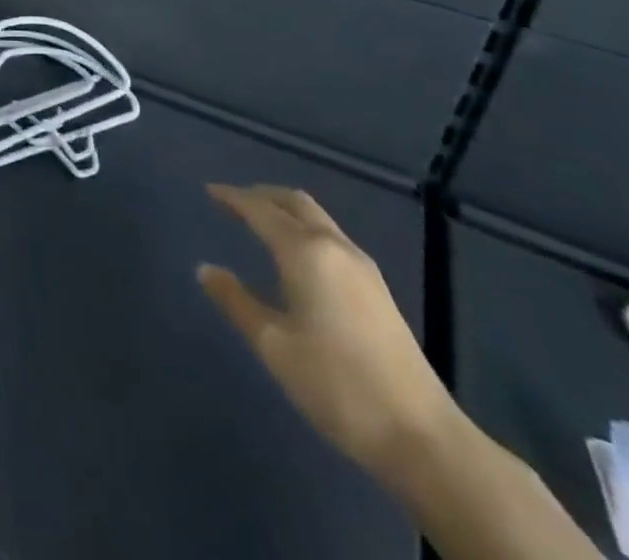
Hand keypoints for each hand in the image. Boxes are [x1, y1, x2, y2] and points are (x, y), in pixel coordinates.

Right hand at [198, 184, 459, 480]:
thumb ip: (236, 301)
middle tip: (233, 201)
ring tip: (259, 223)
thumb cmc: (337, 386)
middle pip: (294, 202)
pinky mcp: (378, 290)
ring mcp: (363, 268)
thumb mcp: (273, 345)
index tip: (209, 191)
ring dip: (285, 211)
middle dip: (261, 195)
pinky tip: (295, 255)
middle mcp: (335, 247)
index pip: (260, 210)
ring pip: (317, 218)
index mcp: (305, 252)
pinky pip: (331, 238)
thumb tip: (205, 269)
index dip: (232, 197)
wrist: (423, 438)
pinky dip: (304, 230)